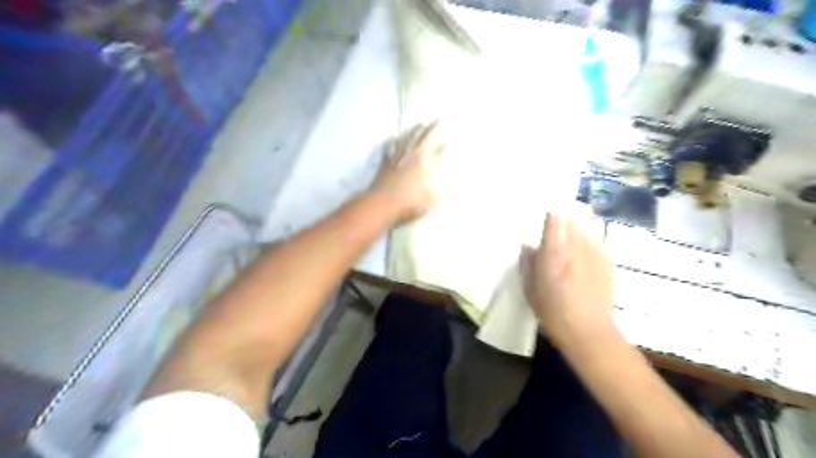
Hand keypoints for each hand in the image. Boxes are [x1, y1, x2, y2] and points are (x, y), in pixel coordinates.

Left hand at [371, 121, 445, 220]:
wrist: (382, 204)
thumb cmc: (409, 203)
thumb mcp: (432, 201)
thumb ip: (448, 195)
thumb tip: (464, 189)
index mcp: (424, 164)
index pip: (438, 150)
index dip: (444, 144)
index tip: (450, 138)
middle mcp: (412, 156)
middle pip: (422, 139)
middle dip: (430, 129)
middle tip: (437, 120)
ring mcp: (397, 158)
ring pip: (407, 139)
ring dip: (414, 131)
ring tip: (420, 124)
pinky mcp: (386, 163)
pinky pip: (390, 148)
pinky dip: (393, 142)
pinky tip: (393, 137)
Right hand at [522, 217, 617, 343]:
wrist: (589, 332)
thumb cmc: (552, 311)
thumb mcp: (529, 289)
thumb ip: (527, 263)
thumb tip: (527, 246)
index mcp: (554, 251)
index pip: (554, 217)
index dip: (549, 213)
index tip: (543, 216)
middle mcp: (576, 246)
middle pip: (572, 218)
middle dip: (563, 219)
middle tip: (555, 228)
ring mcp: (595, 253)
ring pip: (585, 229)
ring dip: (576, 231)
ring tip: (569, 245)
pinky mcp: (608, 263)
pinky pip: (595, 243)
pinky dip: (587, 245)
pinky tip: (582, 261)